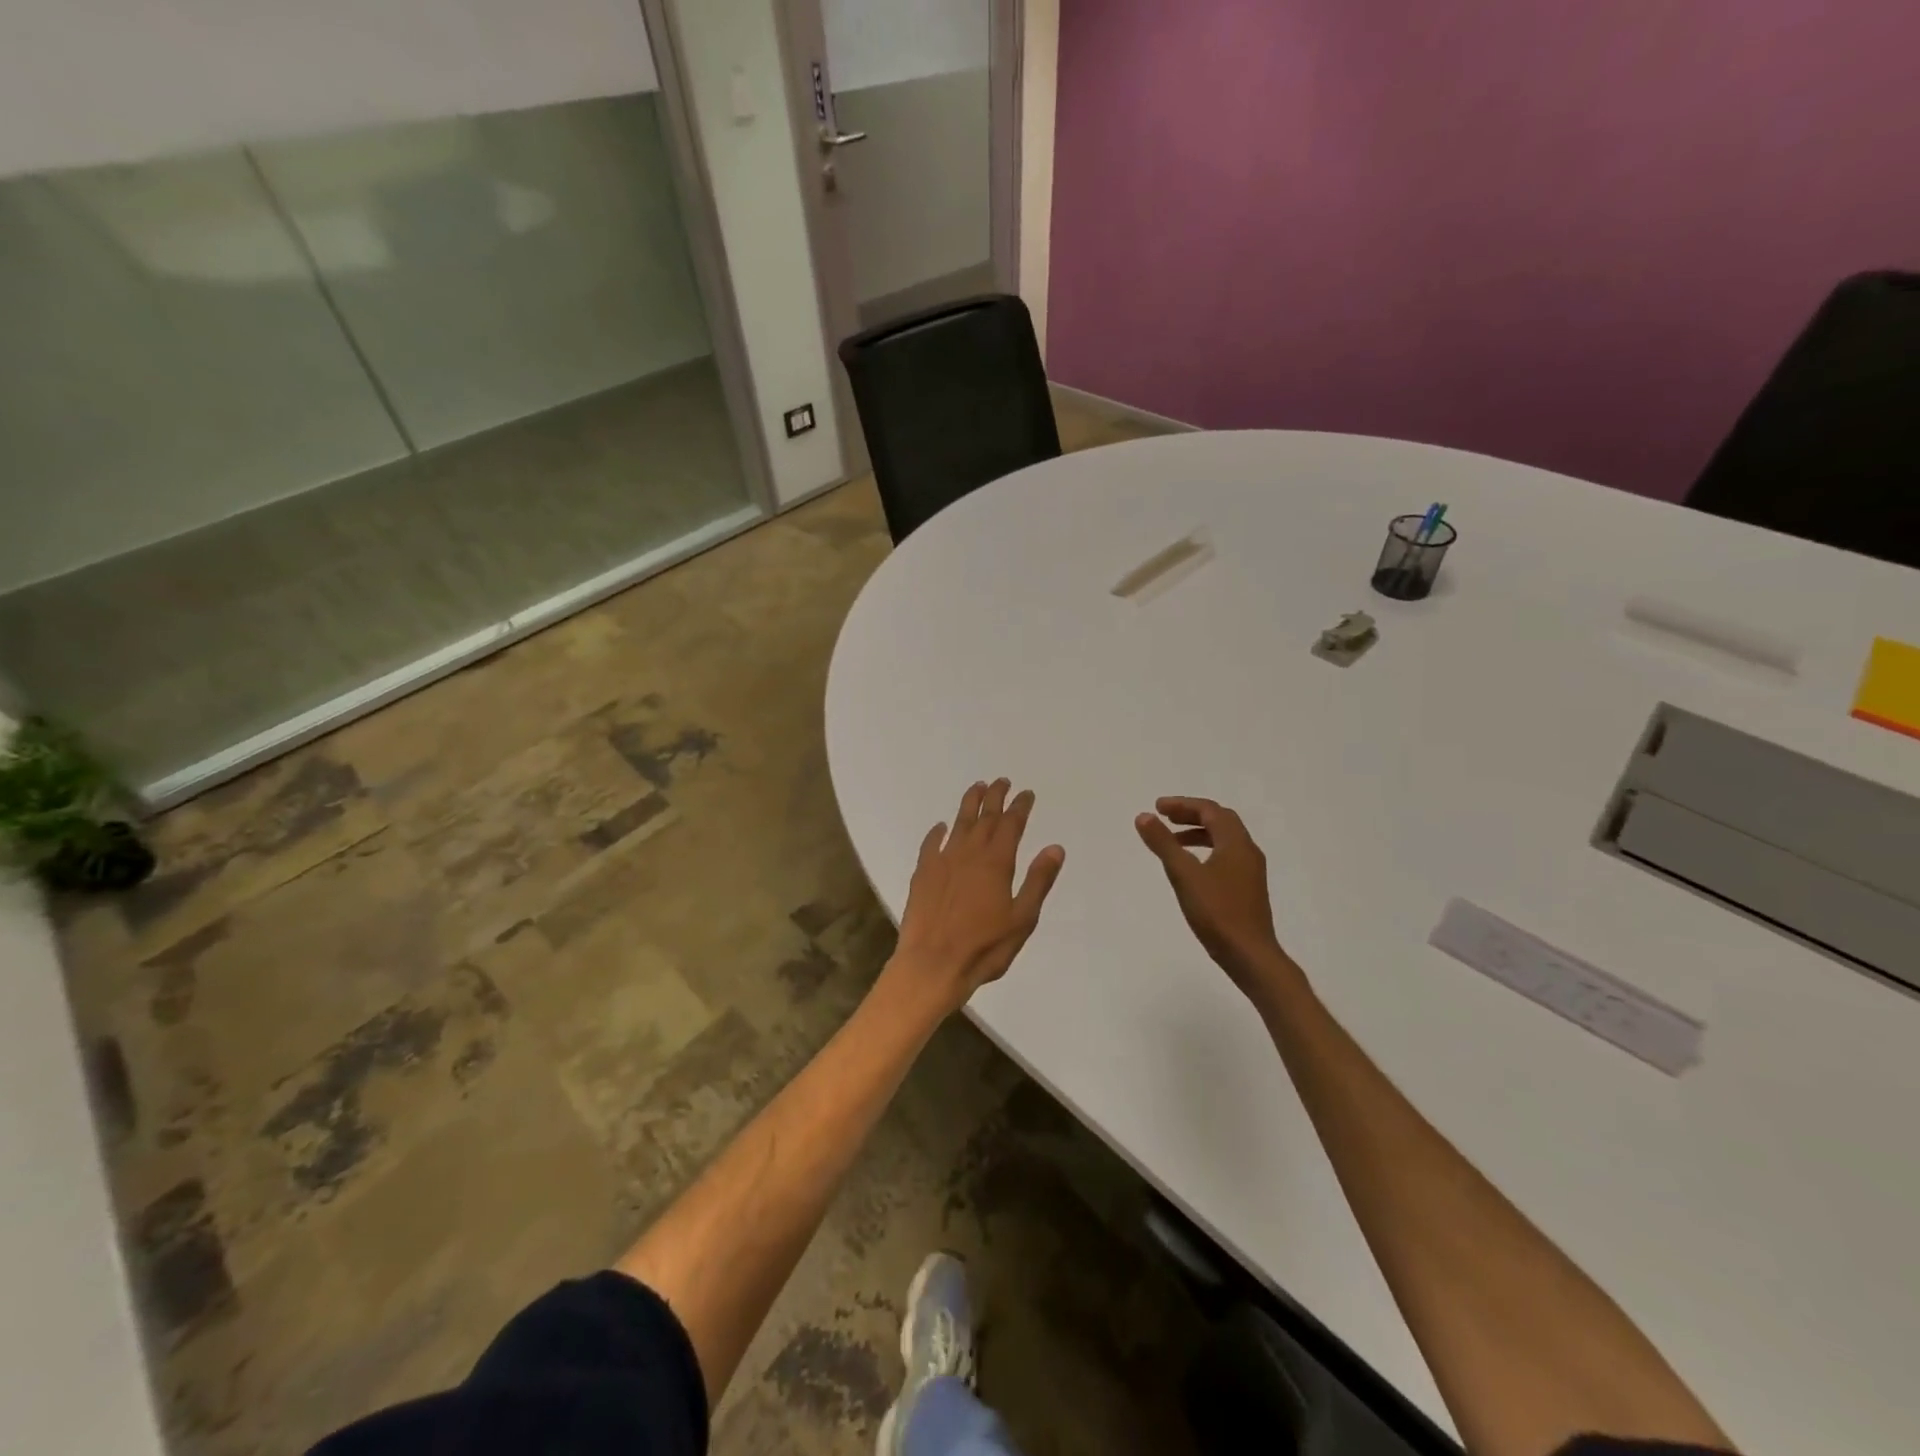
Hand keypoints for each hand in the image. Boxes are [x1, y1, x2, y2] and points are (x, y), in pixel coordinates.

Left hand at [889, 779, 1064, 1012]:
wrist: (932, 964)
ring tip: (976, 787)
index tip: (1026, 793)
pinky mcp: (922, 873)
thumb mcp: (1022, 918)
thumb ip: (1038, 881)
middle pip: (984, 817)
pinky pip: (931, 844)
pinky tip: (941, 827)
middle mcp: (969, 853)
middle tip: (1002, 781)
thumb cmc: (984, 947)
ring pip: (958, 824)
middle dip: (995, 797)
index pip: (1011, 824)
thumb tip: (1055, 848)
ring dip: (969, 804)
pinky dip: (937, 832)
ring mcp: (943, 861)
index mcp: (996, 862)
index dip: (1020, 807)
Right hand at [1135, 797, 1299, 997]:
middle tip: (1165, 818)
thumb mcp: (1184, 874)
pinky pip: (1226, 857)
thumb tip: (1144, 816)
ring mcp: (1250, 872)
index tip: (1157, 808)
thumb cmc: (1217, 912)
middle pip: (1220, 821)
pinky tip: (1191, 869)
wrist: (1250, 956)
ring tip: (1173, 843)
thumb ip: (1163, 844)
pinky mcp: (1248, 889)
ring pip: (1224, 840)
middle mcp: (1247, 852)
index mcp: (1236, 843)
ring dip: (1198, 834)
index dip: (1182, 805)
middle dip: (1191, 816)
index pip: (1210, 811)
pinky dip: (1206, 851)